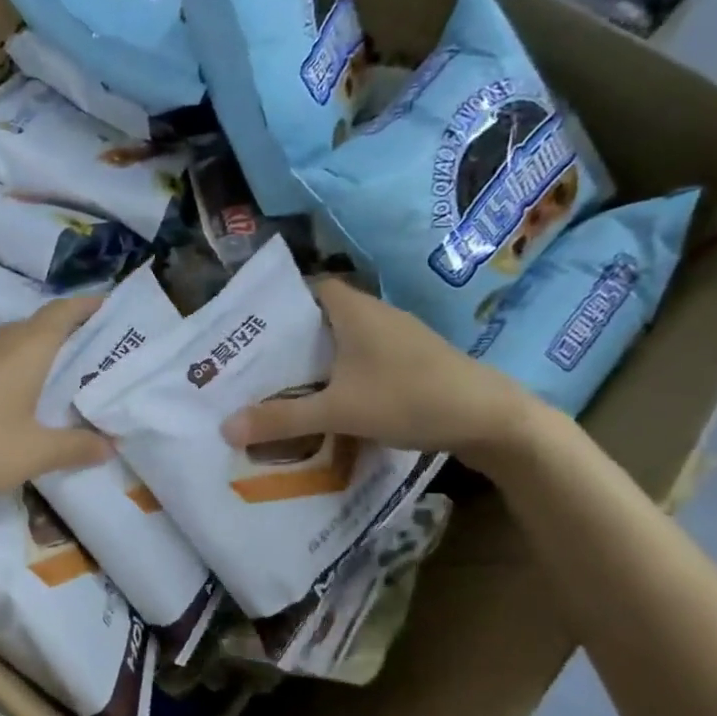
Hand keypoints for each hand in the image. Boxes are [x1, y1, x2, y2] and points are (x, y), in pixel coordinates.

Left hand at [0, 296, 111, 516]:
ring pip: (5, 344)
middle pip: (35, 327)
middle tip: (88, 360)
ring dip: (28, 356)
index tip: (108, 308)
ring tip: (48, 383)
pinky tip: (0, 402)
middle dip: (63, 337)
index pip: (63, 312)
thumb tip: (108, 445)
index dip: (87, 307)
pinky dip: (0, 371)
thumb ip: (76, 447)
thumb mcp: (35, 454)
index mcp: (25, 348)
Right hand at [221, 277, 538, 462]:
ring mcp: (398, 338)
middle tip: (253, 363)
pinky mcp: (413, 361)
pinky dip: (341, 373)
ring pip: (343, 340)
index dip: (276, 303)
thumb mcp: (338, 411)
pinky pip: (363, 359)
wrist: (491, 420)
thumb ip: (282, 419)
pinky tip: (329, 401)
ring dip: (316, 359)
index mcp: (353, 310)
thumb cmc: (409, 399)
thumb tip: (225, 428)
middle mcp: (375, 315)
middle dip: (289, 339)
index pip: (306, 288)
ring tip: (280, 384)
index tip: (248, 328)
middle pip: (320, 317)